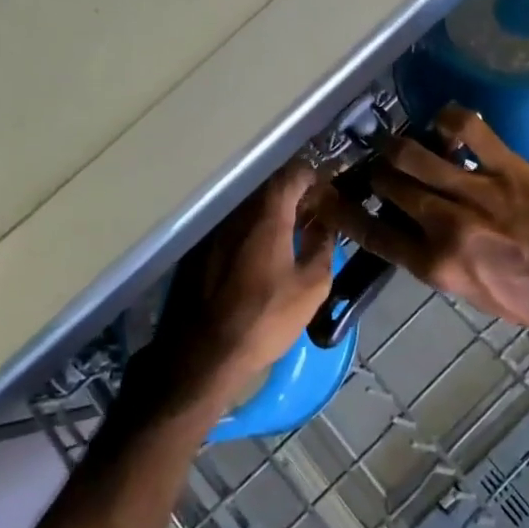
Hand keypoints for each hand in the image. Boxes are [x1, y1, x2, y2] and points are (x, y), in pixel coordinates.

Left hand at [143, 163, 336, 415]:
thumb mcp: (311, 286)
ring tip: (291, 233)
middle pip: (269, 186)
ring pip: (250, 206)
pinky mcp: (201, 248)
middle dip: (294, 194)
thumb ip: (323, 247)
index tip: (327, 192)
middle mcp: (238, 212)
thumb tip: (325, 225)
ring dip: (272, 212)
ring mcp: (216, 229)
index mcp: (267, 215)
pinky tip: (262, 252)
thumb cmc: (266, 317)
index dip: (313, 177)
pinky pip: (234, 224)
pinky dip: (252, 228)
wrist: (207, 353)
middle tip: (313, 214)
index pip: (292, 174)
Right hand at [312, 107, 528, 344]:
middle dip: (376, 172)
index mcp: (436, 266)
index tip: (322, 194)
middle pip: (386, 182)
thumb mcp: (474, 293)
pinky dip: (449, 120)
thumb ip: (436, 260)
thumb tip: (410, 228)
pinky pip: (465, 128)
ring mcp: (476, 191)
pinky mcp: (507, 167)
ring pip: (412, 152)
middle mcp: (445, 225)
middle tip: (380, 166)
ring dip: (401, 145)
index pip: (370, 232)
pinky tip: (448, 126)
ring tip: (406, 144)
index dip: (340, 210)